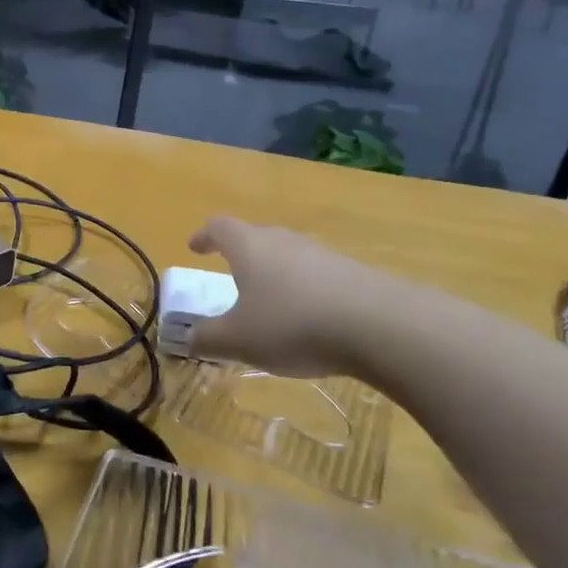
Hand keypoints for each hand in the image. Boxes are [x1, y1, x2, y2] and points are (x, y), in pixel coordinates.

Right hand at [186, 217, 403, 377]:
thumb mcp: (238, 340)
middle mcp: (284, 241)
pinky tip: (310, 320)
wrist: (379, 325)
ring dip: (275, 275)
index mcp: (249, 247)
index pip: (220, 228)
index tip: (194, 247)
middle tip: (232, 275)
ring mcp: (322, 255)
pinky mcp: (353, 274)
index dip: (205, 236)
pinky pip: (317, 277)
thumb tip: (188, 338)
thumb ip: (208, 339)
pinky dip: (305, 292)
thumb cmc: (292, 324)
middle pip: (256, 238)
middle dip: (241, 255)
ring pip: (289, 257)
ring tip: (270, 303)